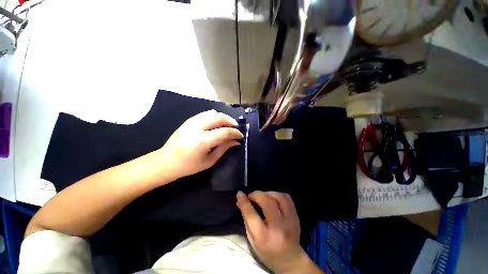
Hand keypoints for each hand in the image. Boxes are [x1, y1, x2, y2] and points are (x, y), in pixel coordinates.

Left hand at [157, 110, 242, 179]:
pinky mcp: (189, 120)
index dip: (235, 133)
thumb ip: (224, 148)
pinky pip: (206, 113)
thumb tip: (236, 141)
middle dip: (231, 121)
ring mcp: (191, 121)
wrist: (166, 161)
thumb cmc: (189, 166)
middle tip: (236, 128)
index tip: (240, 136)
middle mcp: (197, 127)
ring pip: (213, 113)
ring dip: (224, 117)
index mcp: (202, 141)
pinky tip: (218, 123)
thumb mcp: (209, 160)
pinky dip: (215, 116)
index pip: (224, 132)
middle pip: (219, 117)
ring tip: (229, 125)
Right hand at [236, 191, 314, 273]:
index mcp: (264, 237)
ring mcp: (290, 220)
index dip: (244, 202)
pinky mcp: (296, 216)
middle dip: (256, 194)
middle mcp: (278, 227)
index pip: (252, 215)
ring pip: (278, 197)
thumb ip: (246, 219)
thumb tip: (241, 200)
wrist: (290, 259)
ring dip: (267, 193)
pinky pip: (287, 198)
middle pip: (267, 202)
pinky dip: (277, 194)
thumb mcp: (252, 240)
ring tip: (262, 196)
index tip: (240, 194)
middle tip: (251, 196)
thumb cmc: (267, 251)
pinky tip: (272, 198)